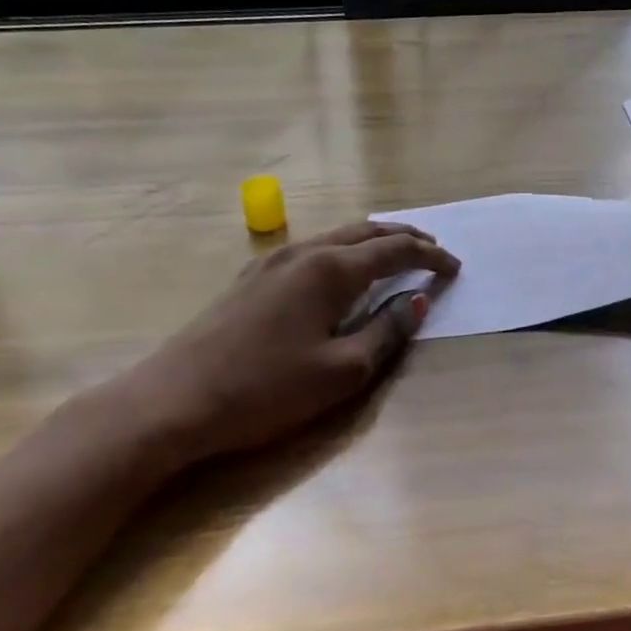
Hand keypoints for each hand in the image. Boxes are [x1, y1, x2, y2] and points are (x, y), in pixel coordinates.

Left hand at [110, 222, 459, 460]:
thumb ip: (386, 331)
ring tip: (396, 253)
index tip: (455, 267)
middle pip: (366, 231)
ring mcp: (273, 261)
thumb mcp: (342, 371)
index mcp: (331, 269)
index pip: (395, 250)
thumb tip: (417, 301)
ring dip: (372, 240)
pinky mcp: (252, 278)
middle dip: (405, 236)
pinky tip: (342, 271)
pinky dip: (343, 251)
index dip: (430, 256)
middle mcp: (305, 251)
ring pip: (337, 236)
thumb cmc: (266, 389)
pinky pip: (313, 249)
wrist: (174, 400)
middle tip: (434, 249)